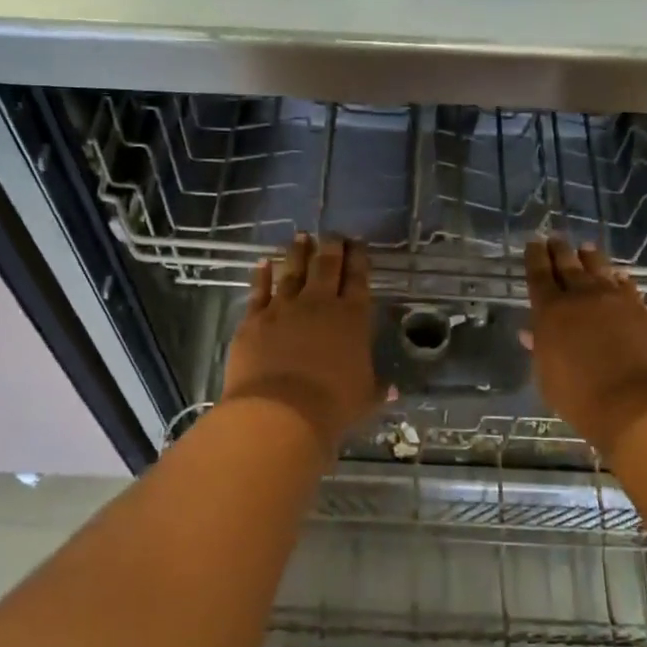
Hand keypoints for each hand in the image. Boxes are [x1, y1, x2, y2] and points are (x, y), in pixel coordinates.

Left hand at [222, 235, 379, 447]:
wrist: (280, 413)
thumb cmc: (332, 407)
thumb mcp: (364, 399)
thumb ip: (377, 388)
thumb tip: (392, 389)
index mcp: (352, 318)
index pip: (358, 279)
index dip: (359, 258)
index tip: (358, 244)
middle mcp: (319, 304)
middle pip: (326, 266)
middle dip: (331, 246)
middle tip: (332, 233)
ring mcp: (283, 308)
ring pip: (292, 270)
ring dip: (297, 252)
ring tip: (301, 237)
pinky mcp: (254, 319)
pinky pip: (258, 290)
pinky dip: (261, 274)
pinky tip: (262, 262)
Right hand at [524, 237, 646, 456]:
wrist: (641, 405)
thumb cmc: (582, 398)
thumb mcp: (548, 379)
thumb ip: (541, 351)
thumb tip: (531, 333)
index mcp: (552, 312)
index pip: (539, 276)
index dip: (535, 258)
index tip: (533, 242)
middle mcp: (584, 298)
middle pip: (569, 266)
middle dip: (560, 251)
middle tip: (555, 237)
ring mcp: (620, 303)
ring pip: (602, 271)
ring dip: (592, 259)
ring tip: (587, 248)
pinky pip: (630, 290)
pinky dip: (622, 282)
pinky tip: (622, 278)